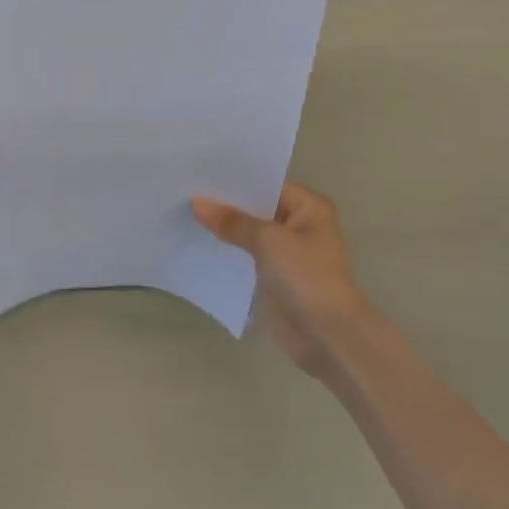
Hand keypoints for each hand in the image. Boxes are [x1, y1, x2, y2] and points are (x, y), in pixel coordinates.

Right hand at [193, 183, 367, 380]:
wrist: (326, 334)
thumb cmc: (306, 277)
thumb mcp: (269, 241)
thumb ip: (232, 221)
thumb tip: (196, 202)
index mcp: (309, 208)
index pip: (266, 185)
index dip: (235, 181)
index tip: (199, 174)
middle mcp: (298, 226)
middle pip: (255, 209)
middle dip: (224, 205)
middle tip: (183, 192)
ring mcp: (285, 253)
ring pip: (247, 235)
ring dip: (222, 230)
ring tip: (182, 214)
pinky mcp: (272, 277)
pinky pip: (244, 258)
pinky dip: (225, 253)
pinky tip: (194, 244)